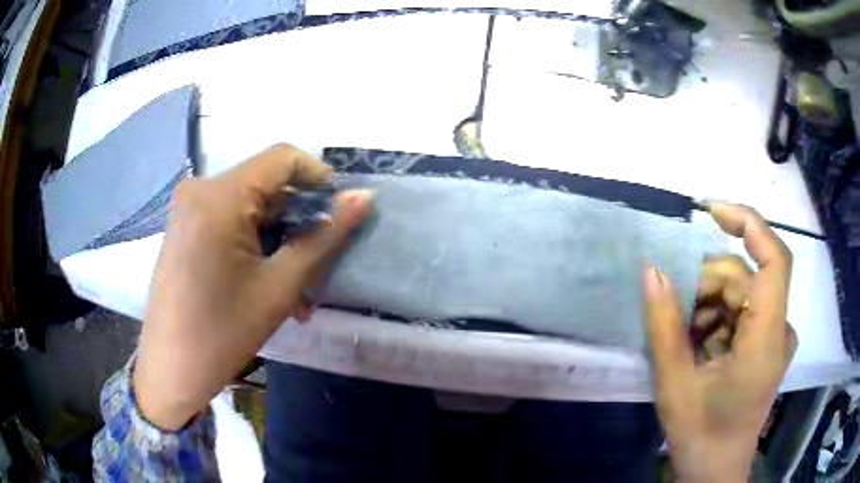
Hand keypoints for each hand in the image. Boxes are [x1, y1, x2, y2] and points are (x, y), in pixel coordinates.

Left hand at [133, 145, 372, 430]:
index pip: (283, 158)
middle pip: (267, 185)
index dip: (319, 178)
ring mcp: (189, 208)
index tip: (338, 214)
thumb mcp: (279, 286)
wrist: (170, 370)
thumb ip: (324, 237)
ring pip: (250, 207)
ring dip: (279, 240)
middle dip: (299, 221)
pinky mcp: (185, 226)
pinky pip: (230, 220)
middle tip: (317, 268)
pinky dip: (255, 244)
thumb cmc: (222, 333)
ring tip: (295, 290)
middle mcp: (201, 189)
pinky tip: (266, 282)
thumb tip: (364, 197)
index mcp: (220, 195)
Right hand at [643, 203, 796, 482]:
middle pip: (746, 279)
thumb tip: (651, 271)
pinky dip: (718, 319)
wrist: (715, 472)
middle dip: (707, 285)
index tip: (709, 211)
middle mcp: (780, 329)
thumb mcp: (676, 385)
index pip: (774, 259)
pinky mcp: (768, 345)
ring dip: (709, 305)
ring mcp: (776, 337)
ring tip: (683, 337)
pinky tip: (698, 345)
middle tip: (672, 309)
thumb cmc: (700, 435)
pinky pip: (744, 313)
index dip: (748, 223)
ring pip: (743, 295)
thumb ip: (665, 326)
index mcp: (766, 339)